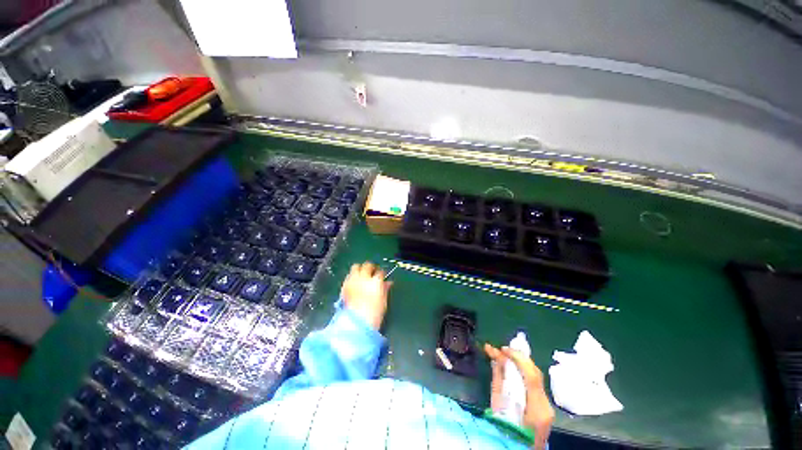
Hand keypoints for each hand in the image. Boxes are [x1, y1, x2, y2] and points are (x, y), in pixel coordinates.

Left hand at [341, 262, 392, 329]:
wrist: (357, 323)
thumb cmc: (374, 314)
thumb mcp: (383, 301)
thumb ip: (385, 289)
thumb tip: (388, 283)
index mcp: (375, 281)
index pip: (380, 272)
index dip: (382, 273)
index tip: (383, 275)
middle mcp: (363, 278)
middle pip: (367, 265)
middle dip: (371, 267)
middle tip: (372, 271)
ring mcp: (353, 281)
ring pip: (356, 267)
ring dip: (360, 269)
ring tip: (362, 275)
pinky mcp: (344, 286)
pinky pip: (348, 276)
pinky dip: (352, 277)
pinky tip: (354, 282)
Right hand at [485, 343, 554, 449]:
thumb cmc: (505, 430)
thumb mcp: (498, 406)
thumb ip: (499, 381)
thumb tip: (496, 359)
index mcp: (537, 407)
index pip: (531, 375)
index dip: (517, 358)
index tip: (502, 349)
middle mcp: (546, 404)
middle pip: (535, 373)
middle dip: (519, 357)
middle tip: (502, 349)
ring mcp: (547, 405)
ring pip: (535, 375)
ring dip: (520, 362)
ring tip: (506, 354)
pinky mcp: (544, 405)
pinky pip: (534, 382)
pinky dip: (523, 371)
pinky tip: (514, 365)